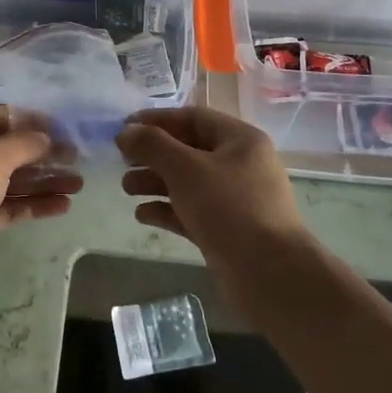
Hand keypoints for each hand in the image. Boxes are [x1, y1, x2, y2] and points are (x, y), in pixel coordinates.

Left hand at [0, 103, 81, 308]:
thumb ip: (24, 142)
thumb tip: (46, 138)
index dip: (27, 119)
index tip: (61, 128)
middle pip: (1, 148)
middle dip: (39, 154)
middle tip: (76, 157)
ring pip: (6, 179)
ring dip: (41, 180)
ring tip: (79, 184)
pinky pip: (4, 205)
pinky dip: (31, 204)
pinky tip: (63, 206)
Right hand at [116, 107, 307, 257]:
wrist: (269, 274)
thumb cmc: (228, 208)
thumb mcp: (185, 168)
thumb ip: (152, 145)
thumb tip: (126, 131)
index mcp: (241, 140)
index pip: (193, 118)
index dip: (157, 120)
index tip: (124, 128)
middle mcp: (241, 165)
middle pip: (189, 150)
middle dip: (153, 155)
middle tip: (122, 161)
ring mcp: (236, 200)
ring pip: (189, 182)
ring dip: (156, 182)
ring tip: (126, 189)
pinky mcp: (229, 231)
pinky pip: (193, 211)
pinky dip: (168, 210)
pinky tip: (143, 215)